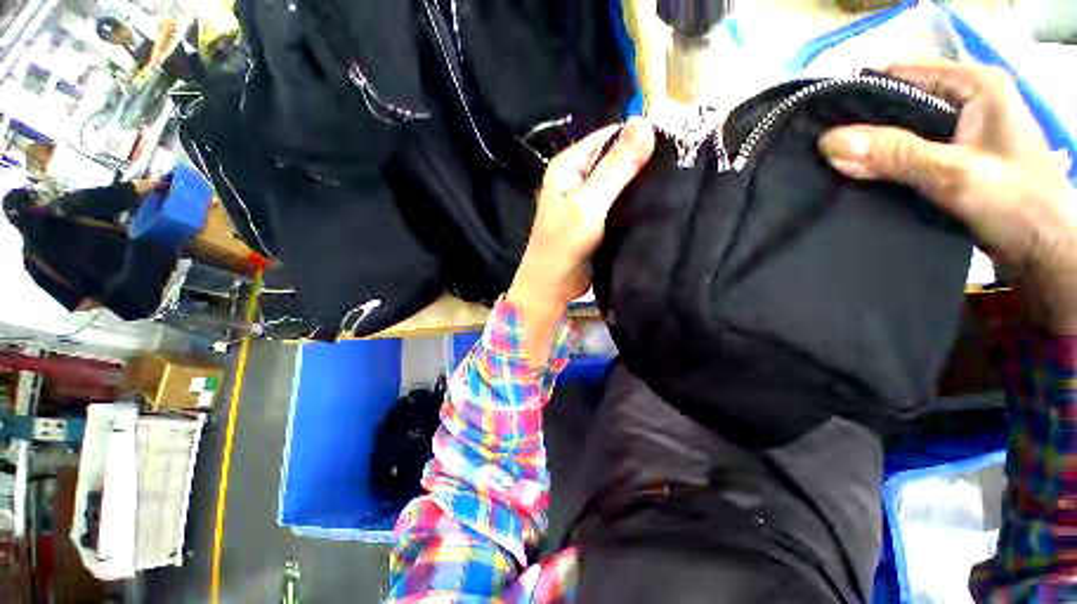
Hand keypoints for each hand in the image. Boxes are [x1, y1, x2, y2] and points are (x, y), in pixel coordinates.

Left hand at [507, 117, 655, 361]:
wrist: (552, 285)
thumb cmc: (564, 244)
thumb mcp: (589, 204)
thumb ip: (615, 168)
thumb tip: (646, 123)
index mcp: (569, 165)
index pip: (609, 136)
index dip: (639, 137)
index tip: (675, 144)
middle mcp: (577, 177)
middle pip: (615, 158)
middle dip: (643, 162)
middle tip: (679, 168)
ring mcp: (587, 199)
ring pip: (620, 182)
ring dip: (641, 184)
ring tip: (674, 184)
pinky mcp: (596, 218)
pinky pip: (619, 203)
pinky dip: (635, 203)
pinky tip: (657, 204)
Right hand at [819, 61, 1076, 334]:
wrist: (1044, 255)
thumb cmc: (1018, 208)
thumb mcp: (955, 176)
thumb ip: (895, 156)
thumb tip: (828, 143)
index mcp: (976, 85)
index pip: (904, 71)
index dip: (859, 91)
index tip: (819, 119)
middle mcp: (967, 99)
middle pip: (899, 99)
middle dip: (860, 123)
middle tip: (819, 147)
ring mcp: (960, 129)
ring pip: (900, 128)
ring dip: (869, 146)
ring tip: (830, 162)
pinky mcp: (953, 156)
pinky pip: (907, 150)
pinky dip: (882, 162)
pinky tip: (859, 174)